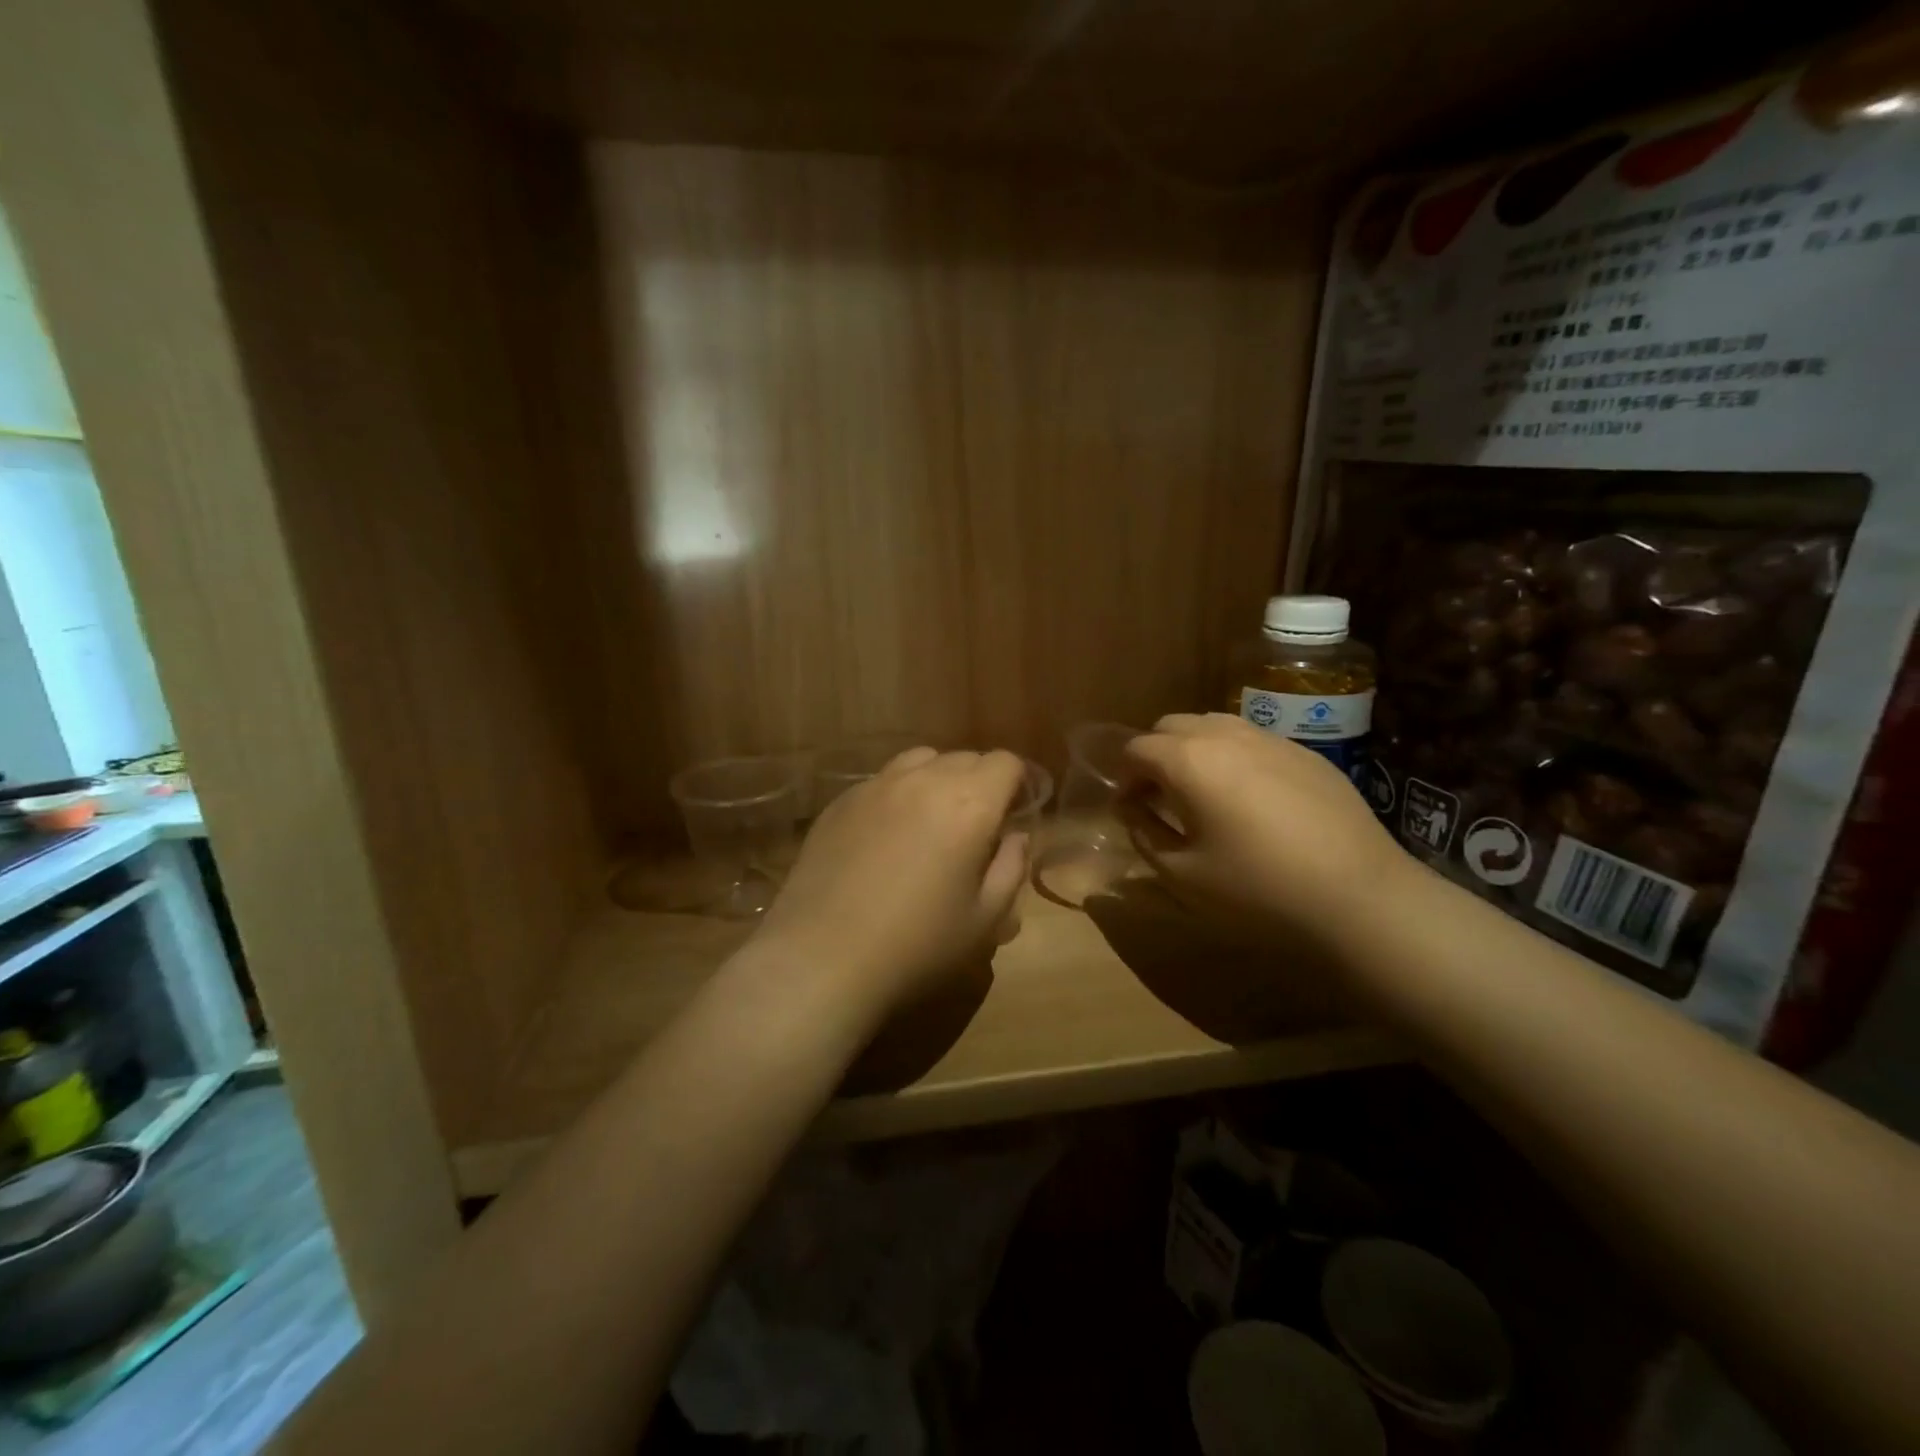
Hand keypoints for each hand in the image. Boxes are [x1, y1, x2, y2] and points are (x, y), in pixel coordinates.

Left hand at [749, 748, 1028, 1023]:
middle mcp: (923, 780)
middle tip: (976, 828)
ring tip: (932, 821)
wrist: (822, 958)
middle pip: (966, 758)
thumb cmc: (917, 945)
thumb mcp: (985, 920)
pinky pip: (883, 780)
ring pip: (921, 760)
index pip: (1006, 763)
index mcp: (969, 804)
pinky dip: (899, 793)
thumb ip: (1011, 868)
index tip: (1014, 815)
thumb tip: (1013, 836)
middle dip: (981, 784)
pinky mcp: (841, 801)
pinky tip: (888, 836)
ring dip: (938, 780)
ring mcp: (876, 786)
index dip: (1018, 784)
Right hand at [1121, 713, 1411, 946]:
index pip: (1136, 748)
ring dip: (1194, 750)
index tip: (1129, 808)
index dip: (1123, 777)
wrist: (1359, 896)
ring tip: (1203, 793)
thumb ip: (1144, 831)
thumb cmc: (1256, 888)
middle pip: (1171, 725)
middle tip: (1159, 797)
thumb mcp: (1181, 873)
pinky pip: (1253, 740)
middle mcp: (1225, 734)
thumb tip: (1131, 807)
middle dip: (1155, 755)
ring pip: (1214, 725)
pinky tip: (1251, 799)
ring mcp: (1270, 739)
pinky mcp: (1306, 753)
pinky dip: (1233, 757)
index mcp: (1188, 760)